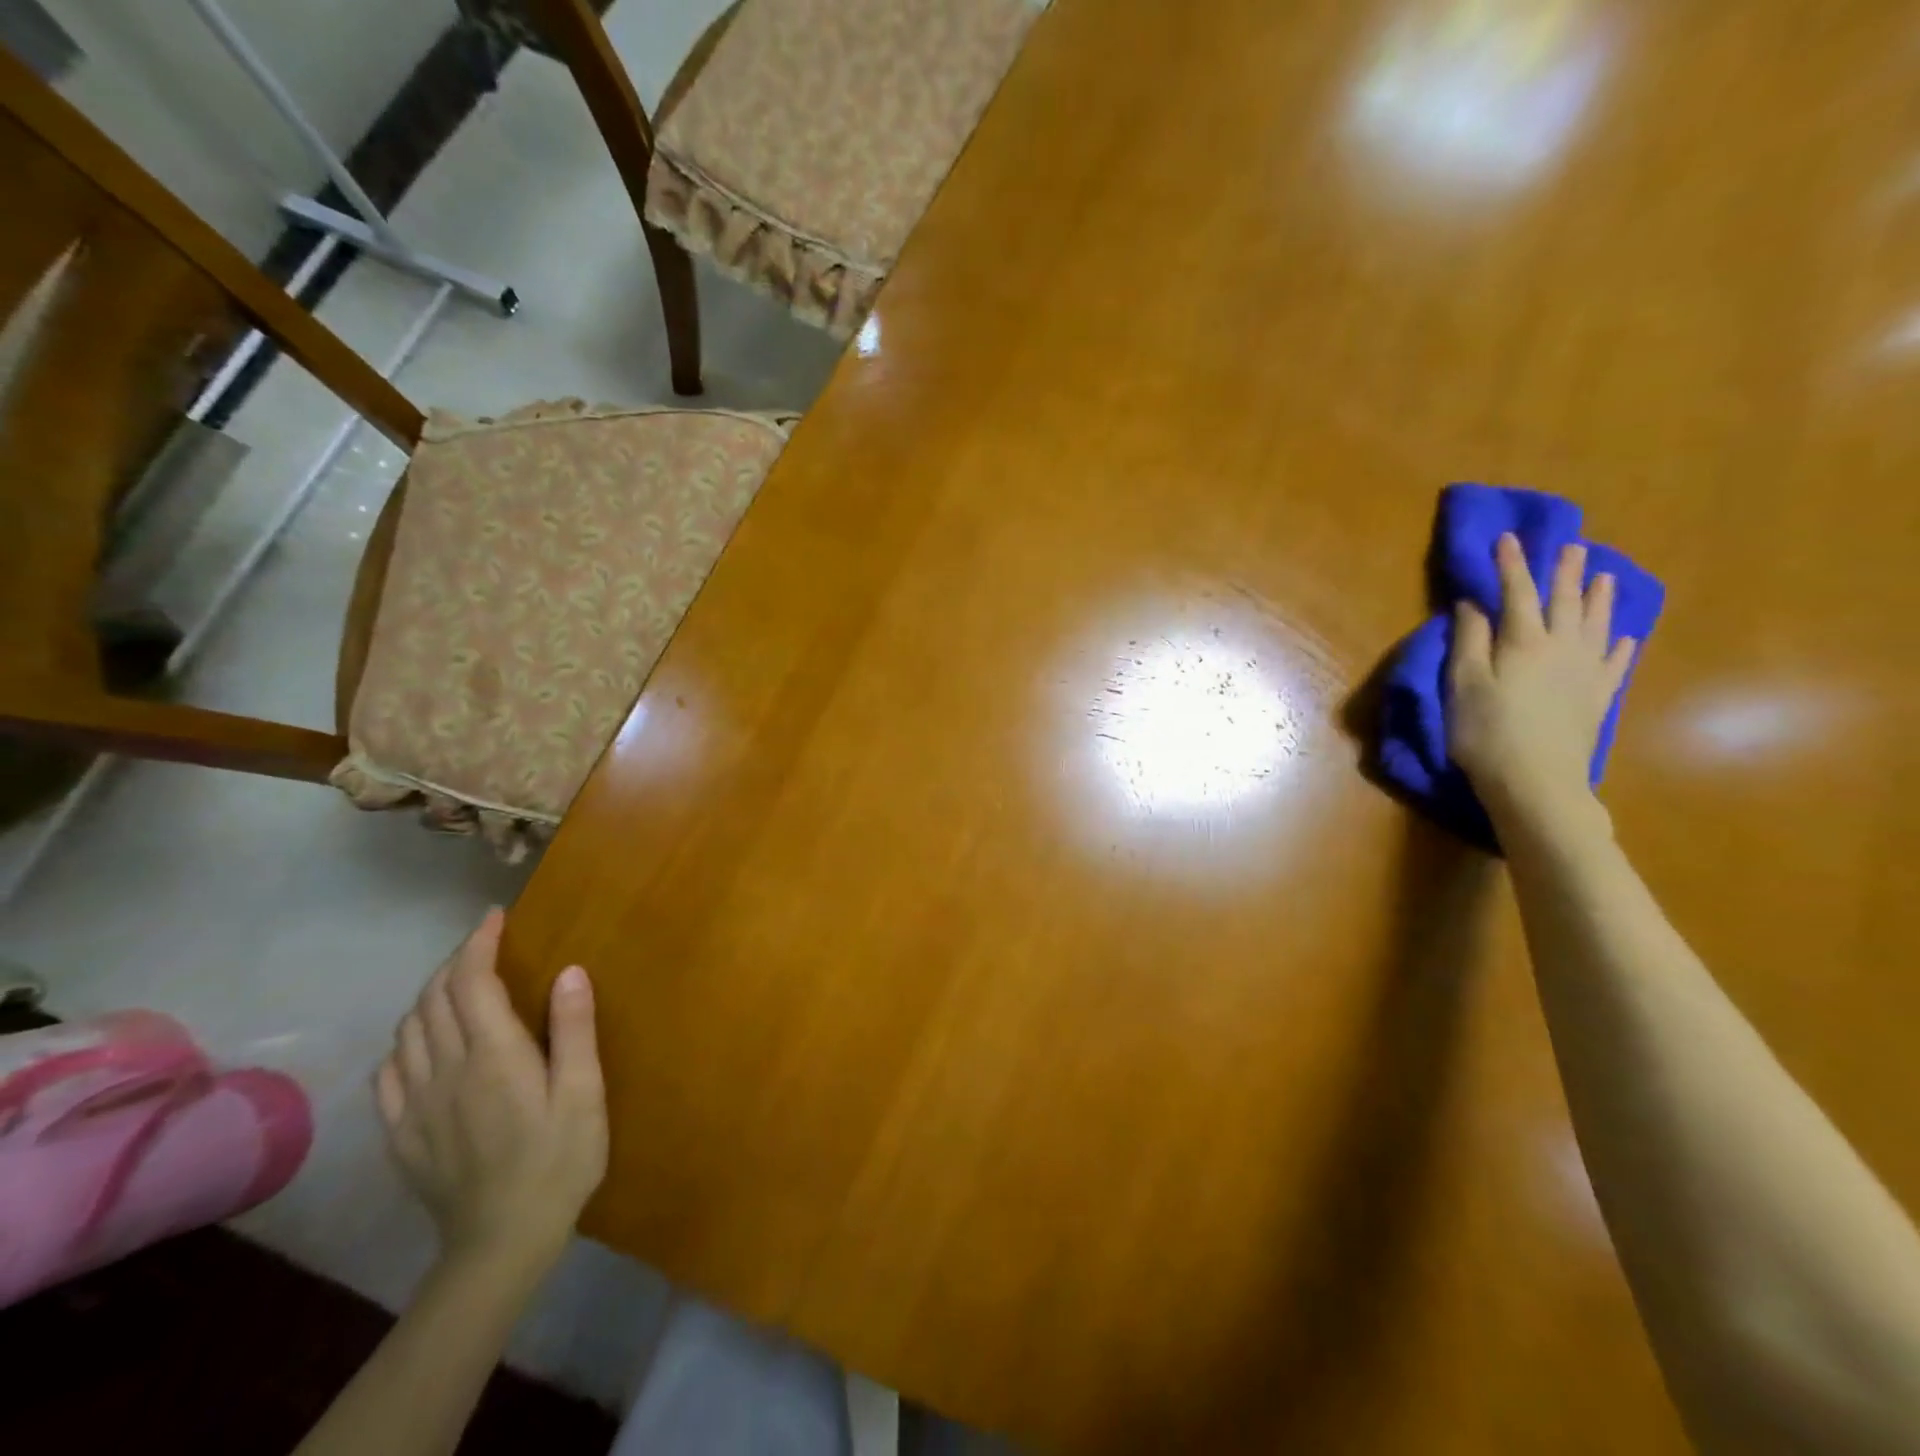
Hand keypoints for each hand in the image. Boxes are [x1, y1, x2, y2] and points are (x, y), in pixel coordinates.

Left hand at [376, 910, 606, 1278]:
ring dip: (430, 997)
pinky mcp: (402, 1134)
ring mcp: (416, 1105)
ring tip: (459, 988)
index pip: (471, 983)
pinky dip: (405, 1042)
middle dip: (455, 962)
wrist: (502, 1243)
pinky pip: (389, 1073)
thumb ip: (573, 1030)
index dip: (478, 943)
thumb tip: (569, 970)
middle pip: (433, 999)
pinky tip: (424, 1046)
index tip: (494, 917)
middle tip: (484, 947)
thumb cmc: (559, 1160)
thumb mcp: (584, 1094)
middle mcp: (445, 1071)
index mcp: (492, 1056)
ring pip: (407, 1031)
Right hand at [1449, 533, 1636, 834]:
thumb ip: (1470, 642)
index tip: (1508, 538)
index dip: (1511, 565)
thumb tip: (1474, 604)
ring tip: (1604, 577)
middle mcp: (1562, 647)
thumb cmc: (1486, 732)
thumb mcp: (1464, 685)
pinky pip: (1615, 663)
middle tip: (1572, 546)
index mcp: (1523, 642)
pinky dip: (1620, 645)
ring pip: (1596, 625)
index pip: (1517, 593)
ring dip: (1599, 599)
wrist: (1537, 781)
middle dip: (1564, 573)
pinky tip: (1625, 636)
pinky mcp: (1597, 698)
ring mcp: (1586, 672)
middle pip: (1564, 602)